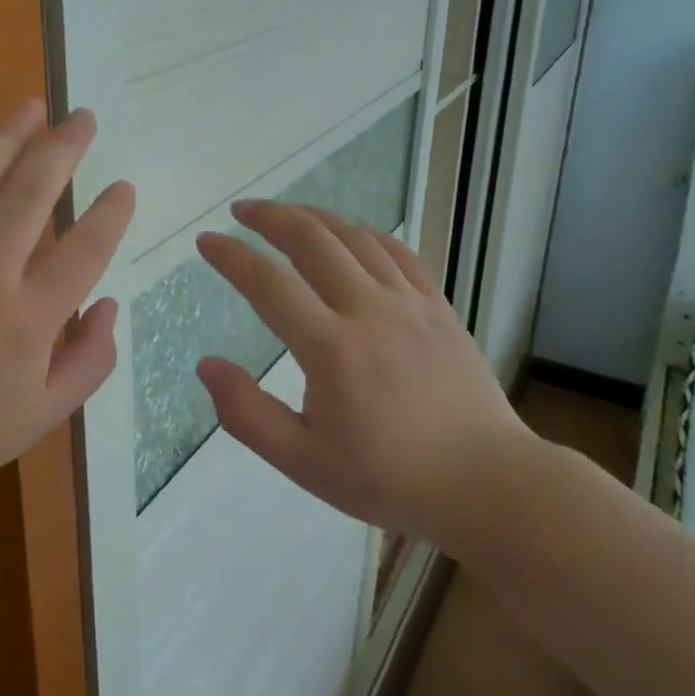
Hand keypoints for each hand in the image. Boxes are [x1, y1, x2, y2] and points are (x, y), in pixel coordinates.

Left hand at [0, 101, 135, 504]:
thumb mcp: (44, 416)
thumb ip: (90, 359)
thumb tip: (106, 304)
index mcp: (28, 317)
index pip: (85, 247)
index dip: (111, 213)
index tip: (124, 187)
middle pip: (32, 190)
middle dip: (65, 146)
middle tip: (83, 118)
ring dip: (8, 136)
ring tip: (32, 108)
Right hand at [195, 201, 534, 556]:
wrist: (488, 484)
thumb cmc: (389, 479)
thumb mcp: (304, 463)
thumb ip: (247, 414)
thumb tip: (207, 365)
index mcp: (331, 349)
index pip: (268, 283)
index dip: (231, 256)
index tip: (206, 240)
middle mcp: (368, 311)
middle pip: (311, 240)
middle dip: (269, 216)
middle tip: (240, 210)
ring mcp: (409, 304)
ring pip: (354, 237)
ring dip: (313, 217)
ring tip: (285, 214)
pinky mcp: (438, 308)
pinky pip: (398, 252)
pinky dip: (365, 233)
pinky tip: (350, 234)